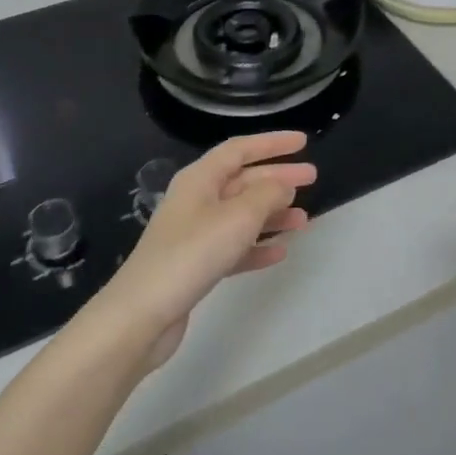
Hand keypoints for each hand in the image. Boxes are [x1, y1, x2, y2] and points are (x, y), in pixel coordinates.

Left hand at [102, 132, 315, 369]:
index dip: (272, 143)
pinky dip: (257, 246)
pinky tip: (280, 252)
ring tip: (304, 221)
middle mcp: (196, 200)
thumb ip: (267, 195)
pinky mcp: (196, 265)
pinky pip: (234, 247)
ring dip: (272, 214)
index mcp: (200, 179)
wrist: (143, 313)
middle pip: (242, 180)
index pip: (239, 149)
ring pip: (241, 215)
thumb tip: (283, 186)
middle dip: (277, 178)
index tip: (303, 142)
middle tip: (312, 178)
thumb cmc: (192, 254)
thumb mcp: (238, 217)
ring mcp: (194, 234)